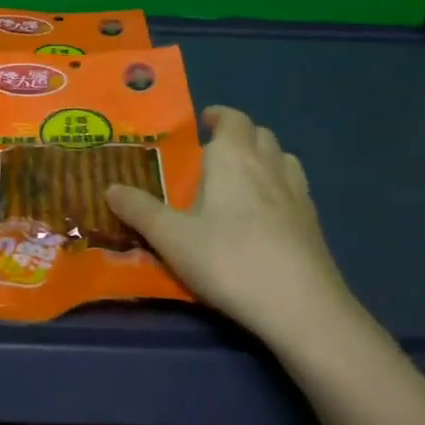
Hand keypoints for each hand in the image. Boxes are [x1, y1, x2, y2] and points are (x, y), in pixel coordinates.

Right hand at [105, 105, 358, 346]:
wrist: (302, 308)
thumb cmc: (230, 261)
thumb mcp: (172, 238)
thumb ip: (139, 211)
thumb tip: (110, 188)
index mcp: (233, 157)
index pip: (232, 118)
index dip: (218, 116)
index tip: (202, 124)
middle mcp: (269, 165)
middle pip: (260, 133)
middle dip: (238, 136)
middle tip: (214, 155)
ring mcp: (298, 194)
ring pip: (283, 158)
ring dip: (264, 159)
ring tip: (242, 180)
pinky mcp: (314, 224)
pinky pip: (296, 189)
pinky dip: (281, 188)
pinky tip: (267, 217)